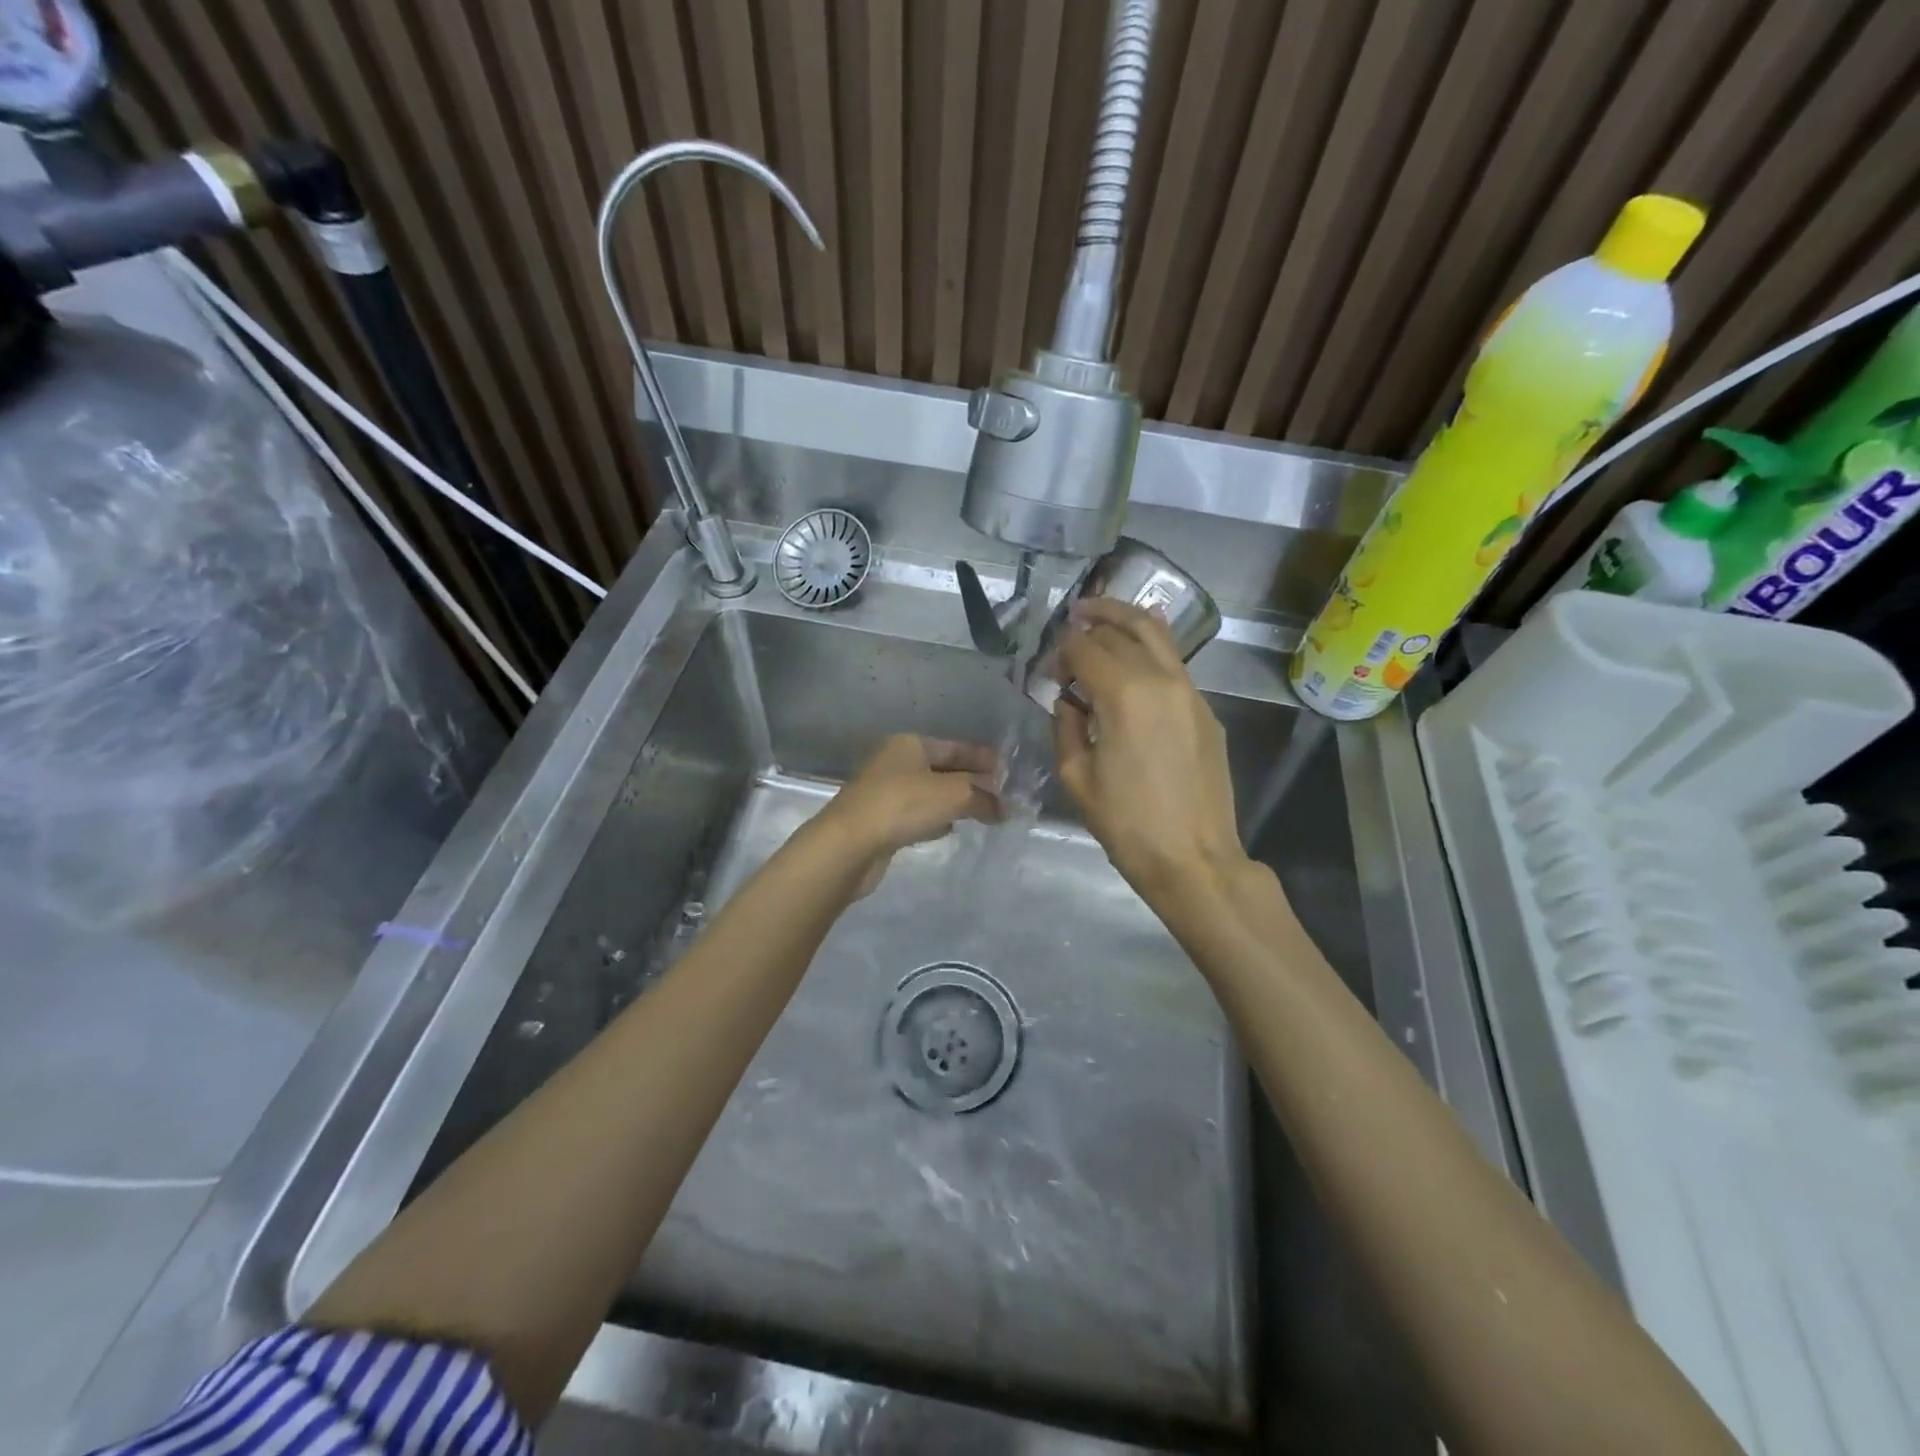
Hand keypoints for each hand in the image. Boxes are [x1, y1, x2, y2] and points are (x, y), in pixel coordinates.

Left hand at [816, 734, 1002, 894]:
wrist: (849, 844)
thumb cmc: (902, 805)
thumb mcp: (953, 795)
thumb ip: (983, 797)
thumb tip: (1004, 808)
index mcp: (909, 744)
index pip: (955, 747)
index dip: (983, 758)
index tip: (1007, 772)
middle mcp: (894, 762)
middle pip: (942, 769)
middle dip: (971, 782)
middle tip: (1001, 796)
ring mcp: (884, 792)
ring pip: (929, 793)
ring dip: (954, 801)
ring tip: (982, 813)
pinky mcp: (879, 821)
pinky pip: (916, 815)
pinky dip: (935, 819)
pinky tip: (949, 829)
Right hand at [1053, 599, 1249, 905]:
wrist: (1193, 858)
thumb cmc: (1127, 823)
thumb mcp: (1077, 777)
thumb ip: (1065, 726)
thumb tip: (1068, 701)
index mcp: (1124, 694)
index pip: (1086, 649)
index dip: (1060, 651)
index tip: (1046, 668)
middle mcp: (1161, 679)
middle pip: (1124, 629)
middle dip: (1093, 622)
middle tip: (1072, 619)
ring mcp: (1191, 692)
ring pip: (1159, 635)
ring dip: (1127, 620)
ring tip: (1102, 617)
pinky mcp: (1206, 711)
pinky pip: (1174, 664)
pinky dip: (1150, 649)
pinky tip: (1133, 660)